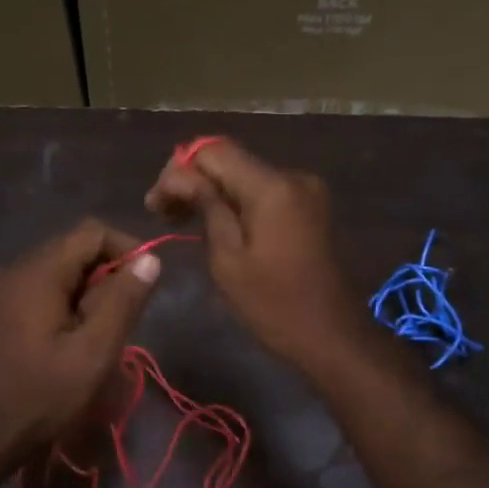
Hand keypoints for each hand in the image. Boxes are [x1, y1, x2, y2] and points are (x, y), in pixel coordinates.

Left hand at [0, 220, 161, 468]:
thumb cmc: (42, 397)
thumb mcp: (94, 351)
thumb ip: (124, 301)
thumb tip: (150, 260)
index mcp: (37, 273)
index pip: (91, 232)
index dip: (127, 249)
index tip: (146, 285)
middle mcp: (14, 269)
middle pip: (73, 247)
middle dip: (108, 272)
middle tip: (124, 316)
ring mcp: (1, 289)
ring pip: (59, 268)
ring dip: (89, 289)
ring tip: (101, 330)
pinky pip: (41, 287)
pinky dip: (66, 300)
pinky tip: (73, 336)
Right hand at [146, 138, 362, 366]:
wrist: (332, 335)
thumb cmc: (273, 305)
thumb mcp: (228, 259)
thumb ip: (206, 206)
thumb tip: (179, 176)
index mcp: (272, 186)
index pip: (214, 151)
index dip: (179, 169)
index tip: (155, 202)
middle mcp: (292, 176)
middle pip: (231, 161)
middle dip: (193, 180)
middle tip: (161, 212)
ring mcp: (306, 191)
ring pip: (246, 176)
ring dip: (213, 192)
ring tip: (181, 219)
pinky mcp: (311, 207)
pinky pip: (265, 192)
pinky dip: (238, 202)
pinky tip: (216, 223)